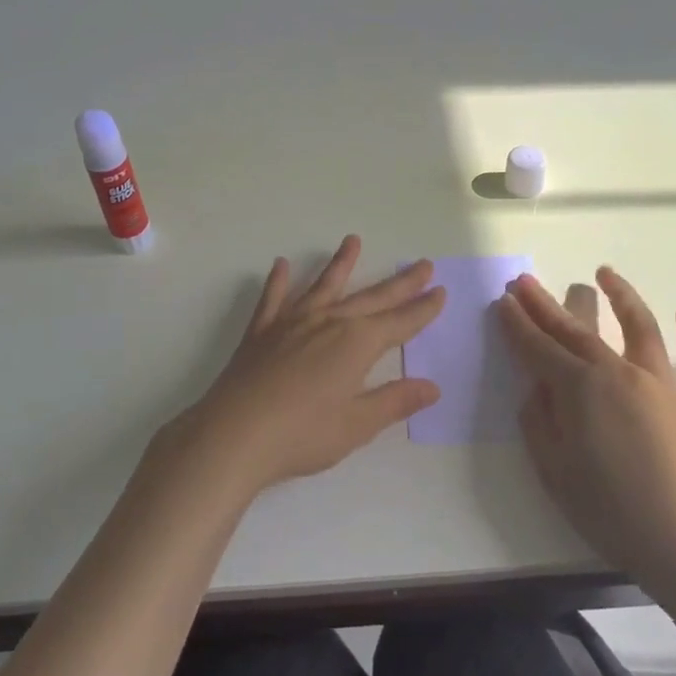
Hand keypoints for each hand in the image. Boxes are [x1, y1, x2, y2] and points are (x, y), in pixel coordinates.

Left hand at [163, 235, 446, 501]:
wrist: (235, 433)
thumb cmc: (302, 435)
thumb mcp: (356, 425)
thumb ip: (394, 401)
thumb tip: (432, 386)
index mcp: (356, 344)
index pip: (399, 323)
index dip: (422, 310)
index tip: (440, 291)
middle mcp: (328, 322)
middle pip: (371, 298)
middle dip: (399, 283)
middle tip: (422, 264)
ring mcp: (292, 322)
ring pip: (323, 286)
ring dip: (340, 264)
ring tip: (353, 240)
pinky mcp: (261, 331)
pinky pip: (273, 299)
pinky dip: (279, 281)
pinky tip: (281, 265)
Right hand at [500, 268, 675, 618]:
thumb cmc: (612, 513)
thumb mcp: (554, 472)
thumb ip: (539, 422)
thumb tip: (538, 389)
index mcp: (581, 390)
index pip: (539, 348)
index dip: (518, 324)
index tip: (503, 301)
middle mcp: (620, 374)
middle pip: (576, 330)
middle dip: (546, 305)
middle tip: (525, 281)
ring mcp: (664, 385)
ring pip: (641, 328)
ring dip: (621, 296)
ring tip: (604, 273)